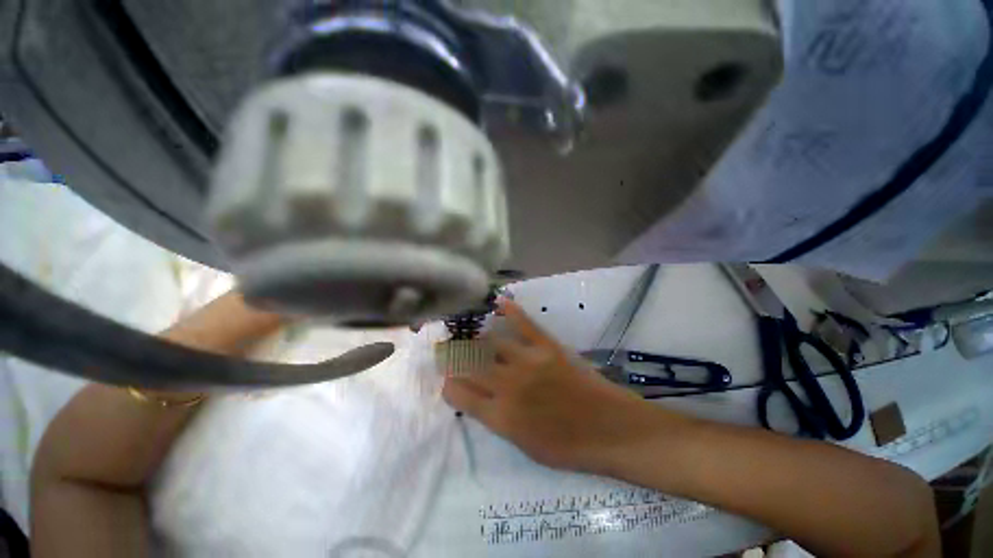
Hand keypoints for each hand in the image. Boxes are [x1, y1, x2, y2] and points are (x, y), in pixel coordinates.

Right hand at [442, 299, 671, 473]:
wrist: (610, 428)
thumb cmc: (568, 447)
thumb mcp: (525, 446)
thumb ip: (498, 420)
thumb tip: (479, 399)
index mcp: (501, 416)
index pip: (460, 394)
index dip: (448, 384)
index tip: (446, 377)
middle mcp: (507, 385)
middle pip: (469, 364)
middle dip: (453, 356)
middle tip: (446, 348)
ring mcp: (527, 361)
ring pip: (490, 343)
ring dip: (475, 337)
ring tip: (467, 331)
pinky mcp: (547, 346)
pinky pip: (524, 324)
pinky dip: (510, 312)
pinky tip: (499, 303)